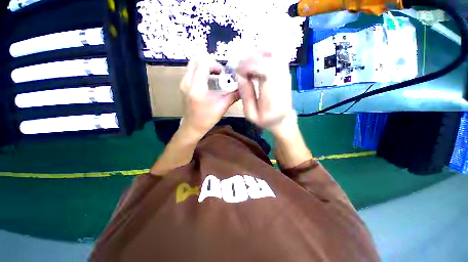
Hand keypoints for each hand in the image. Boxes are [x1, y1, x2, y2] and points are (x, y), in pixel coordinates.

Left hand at [180, 57, 239, 138]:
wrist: (192, 126)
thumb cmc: (207, 119)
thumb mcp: (222, 107)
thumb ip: (233, 96)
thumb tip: (243, 89)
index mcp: (197, 88)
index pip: (203, 64)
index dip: (215, 65)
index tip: (223, 74)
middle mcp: (187, 82)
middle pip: (196, 60)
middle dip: (210, 63)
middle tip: (219, 73)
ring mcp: (183, 83)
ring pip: (193, 65)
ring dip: (205, 67)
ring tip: (215, 77)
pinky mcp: (183, 85)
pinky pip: (191, 71)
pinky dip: (201, 71)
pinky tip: (209, 81)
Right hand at [236, 51, 295, 135]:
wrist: (283, 120)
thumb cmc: (265, 120)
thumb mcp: (251, 113)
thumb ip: (246, 95)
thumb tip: (239, 75)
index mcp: (273, 96)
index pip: (266, 70)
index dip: (250, 65)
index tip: (238, 70)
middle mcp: (282, 82)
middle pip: (270, 58)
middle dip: (251, 60)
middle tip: (240, 68)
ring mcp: (286, 76)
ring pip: (274, 54)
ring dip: (257, 56)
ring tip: (246, 66)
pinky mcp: (285, 73)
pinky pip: (276, 56)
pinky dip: (263, 56)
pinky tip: (255, 64)